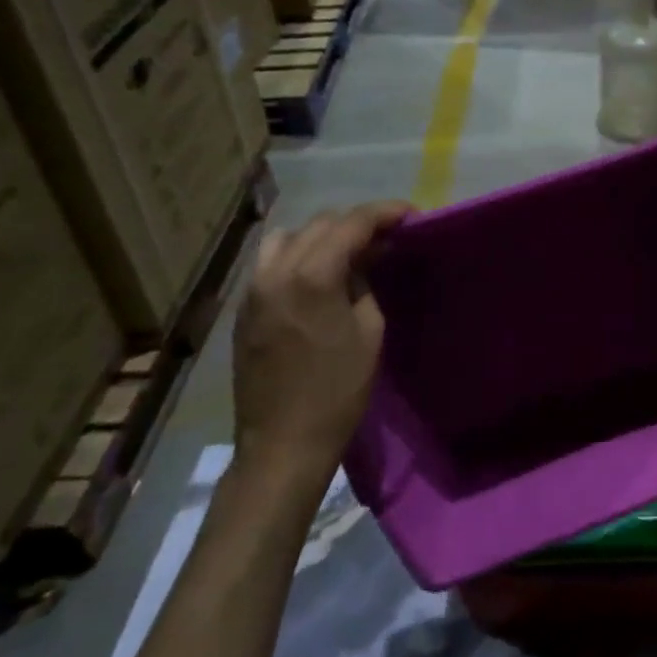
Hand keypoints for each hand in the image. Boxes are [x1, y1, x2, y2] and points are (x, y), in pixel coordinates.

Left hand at [231, 202, 412, 485]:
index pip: (352, 224)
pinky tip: (319, 275)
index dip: (385, 213)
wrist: (283, 443)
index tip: (412, 215)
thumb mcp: (369, 333)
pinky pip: (272, 262)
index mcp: (312, 276)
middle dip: (357, 223)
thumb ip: (365, 285)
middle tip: (388, 237)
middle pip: (321, 224)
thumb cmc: (338, 391)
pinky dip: (299, 255)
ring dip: (324, 236)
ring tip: (350, 252)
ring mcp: (253, 289)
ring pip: (289, 237)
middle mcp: (275, 272)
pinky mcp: (244, 309)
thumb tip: (366, 260)